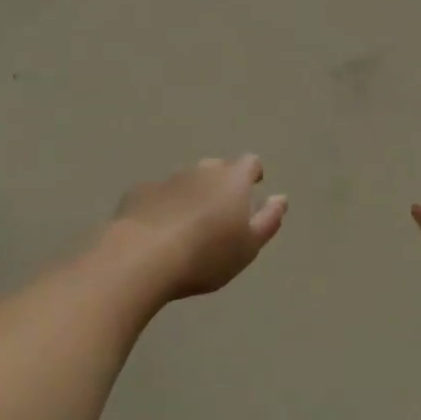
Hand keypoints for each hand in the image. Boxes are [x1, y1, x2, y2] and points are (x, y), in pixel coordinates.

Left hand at [109, 156, 286, 301]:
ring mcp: (168, 179)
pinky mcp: (140, 193)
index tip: (253, 189)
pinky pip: (158, 195)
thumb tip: (280, 198)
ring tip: (189, 226)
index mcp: (232, 179)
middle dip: (221, 184)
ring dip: (191, 195)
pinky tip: (157, 231)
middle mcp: (201, 170)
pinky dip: (163, 206)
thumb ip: (268, 220)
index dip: (252, 174)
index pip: (249, 163)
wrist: (142, 257)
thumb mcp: (248, 246)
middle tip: (221, 213)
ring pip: (186, 181)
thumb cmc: (206, 254)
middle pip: (217, 168)